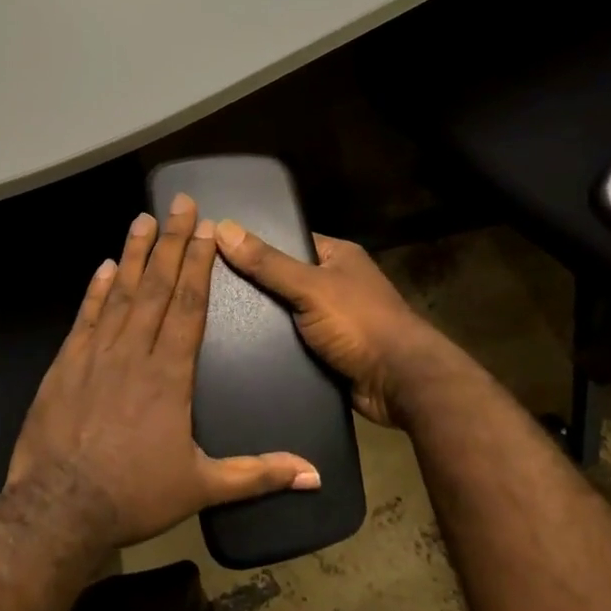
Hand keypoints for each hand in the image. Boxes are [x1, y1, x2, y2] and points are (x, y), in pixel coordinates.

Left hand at [4, 194, 319, 552]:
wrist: (59, 510)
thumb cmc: (135, 496)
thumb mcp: (203, 488)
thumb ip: (258, 473)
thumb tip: (315, 475)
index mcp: (170, 375)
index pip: (189, 307)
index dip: (198, 264)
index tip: (206, 230)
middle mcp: (134, 353)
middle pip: (157, 287)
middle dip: (171, 242)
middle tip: (179, 203)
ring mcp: (95, 355)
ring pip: (120, 294)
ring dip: (134, 255)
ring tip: (143, 219)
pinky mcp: (64, 365)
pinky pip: (85, 317)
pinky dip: (95, 290)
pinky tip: (104, 266)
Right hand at [214, 222, 449, 426]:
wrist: (399, 383)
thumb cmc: (359, 322)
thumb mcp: (310, 286)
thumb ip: (268, 263)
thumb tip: (223, 228)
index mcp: (339, 256)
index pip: (290, 241)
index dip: (257, 244)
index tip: (216, 249)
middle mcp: (338, 284)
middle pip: (285, 280)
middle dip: (257, 288)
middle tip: (211, 289)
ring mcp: (336, 320)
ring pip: (288, 315)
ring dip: (264, 322)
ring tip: (217, 320)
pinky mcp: (331, 352)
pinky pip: (295, 343)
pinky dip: (276, 347)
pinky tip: (242, 349)